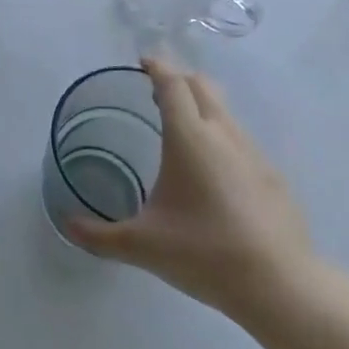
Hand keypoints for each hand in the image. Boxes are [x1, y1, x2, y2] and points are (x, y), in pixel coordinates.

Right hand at [66, 59, 315, 328]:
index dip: (156, 66)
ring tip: (181, 131)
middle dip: (178, 78)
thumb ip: (100, 235)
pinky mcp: (273, 175)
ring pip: (224, 110)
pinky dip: (221, 137)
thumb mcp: (143, 246)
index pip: (172, 83)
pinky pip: (241, 139)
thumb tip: (67, 225)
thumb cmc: (204, 253)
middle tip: (155, 91)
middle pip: (202, 85)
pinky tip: (213, 173)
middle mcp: (222, 133)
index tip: (142, 61)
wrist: (282, 287)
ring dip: (201, 106)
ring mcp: (253, 152)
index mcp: (189, 137)